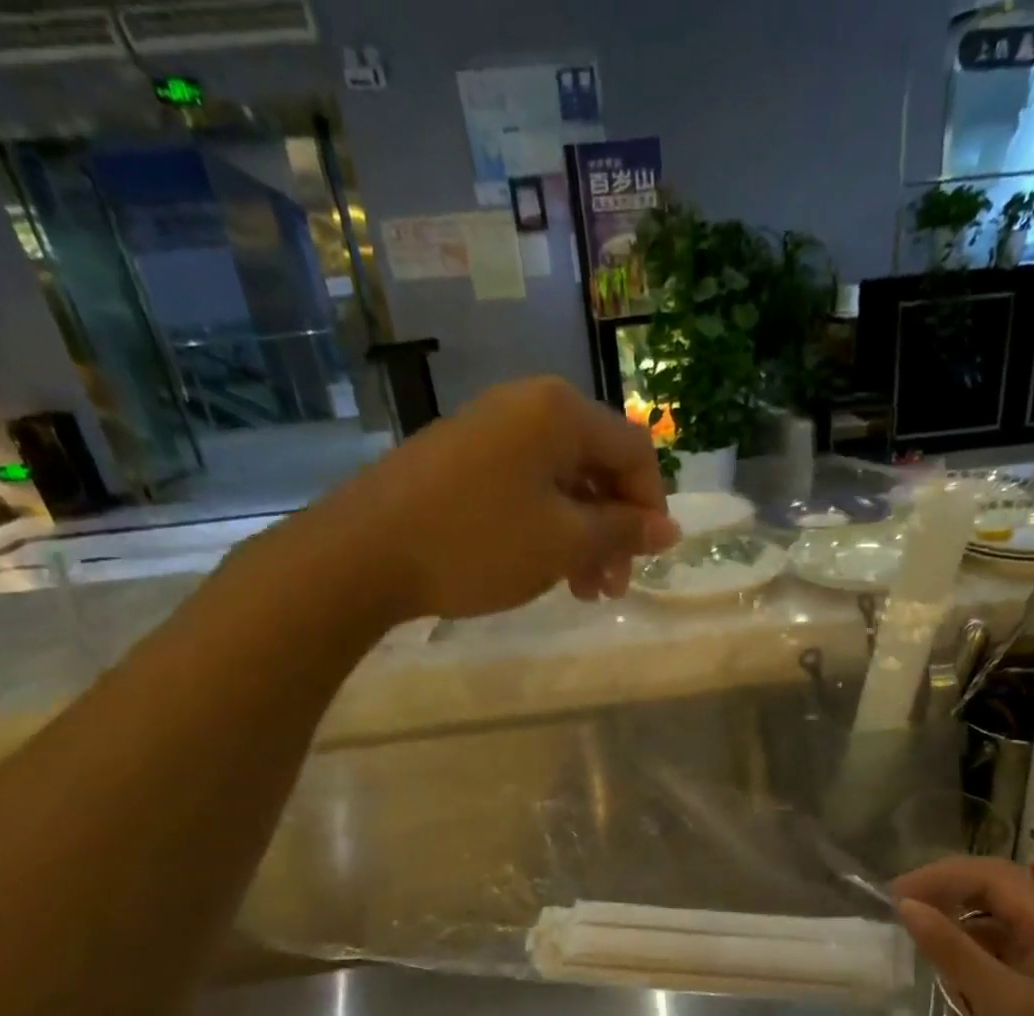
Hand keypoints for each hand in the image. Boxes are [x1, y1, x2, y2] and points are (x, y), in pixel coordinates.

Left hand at [334, 377, 678, 619]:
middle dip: (614, 530)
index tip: (649, 558)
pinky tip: (543, 569)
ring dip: (582, 537)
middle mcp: (527, 407)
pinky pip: (525, 488)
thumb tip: (671, 530)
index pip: (634, 451)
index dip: (652, 506)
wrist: (362, 553)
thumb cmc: (478, 542)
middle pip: (597, 467)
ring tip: (581, 591)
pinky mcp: (461, 459)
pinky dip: (546, 528)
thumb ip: (623, 532)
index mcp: (560, 412)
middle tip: (612, 587)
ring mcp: (489, 431)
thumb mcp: (564, 542)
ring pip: (561, 484)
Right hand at [892, 856, 1033, 1015]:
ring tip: (914, 933)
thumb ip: (953, 950)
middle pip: (993, 891)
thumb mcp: (1001, 1004)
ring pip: (992, 920)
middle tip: (899, 907)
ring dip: (953, 920)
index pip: (993, 876)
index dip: (942, 876)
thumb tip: (906, 905)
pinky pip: (995, 951)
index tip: (897, 894)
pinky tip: (943, 968)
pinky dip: (965, 951)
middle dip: (946, 891)